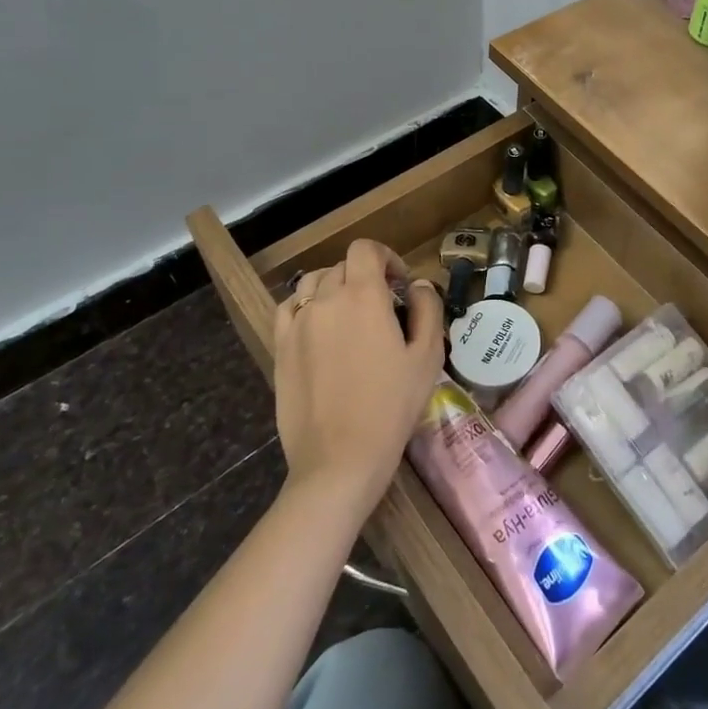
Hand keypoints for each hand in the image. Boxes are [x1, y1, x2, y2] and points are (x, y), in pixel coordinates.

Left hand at [273, 240, 444, 515]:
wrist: (339, 459)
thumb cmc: (391, 407)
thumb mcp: (427, 357)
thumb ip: (427, 310)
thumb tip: (418, 285)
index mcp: (364, 296)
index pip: (365, 250)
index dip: (386, 257)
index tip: (400, 283)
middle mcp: (326, 299)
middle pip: (342, 266)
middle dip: (365, 275)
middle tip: (383, 306)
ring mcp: (297, 323)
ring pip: (313, 283)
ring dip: (334, 287)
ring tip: (349, 314)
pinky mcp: (280, 347)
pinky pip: (289, 308)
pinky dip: (305, 305)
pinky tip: (318, 326)